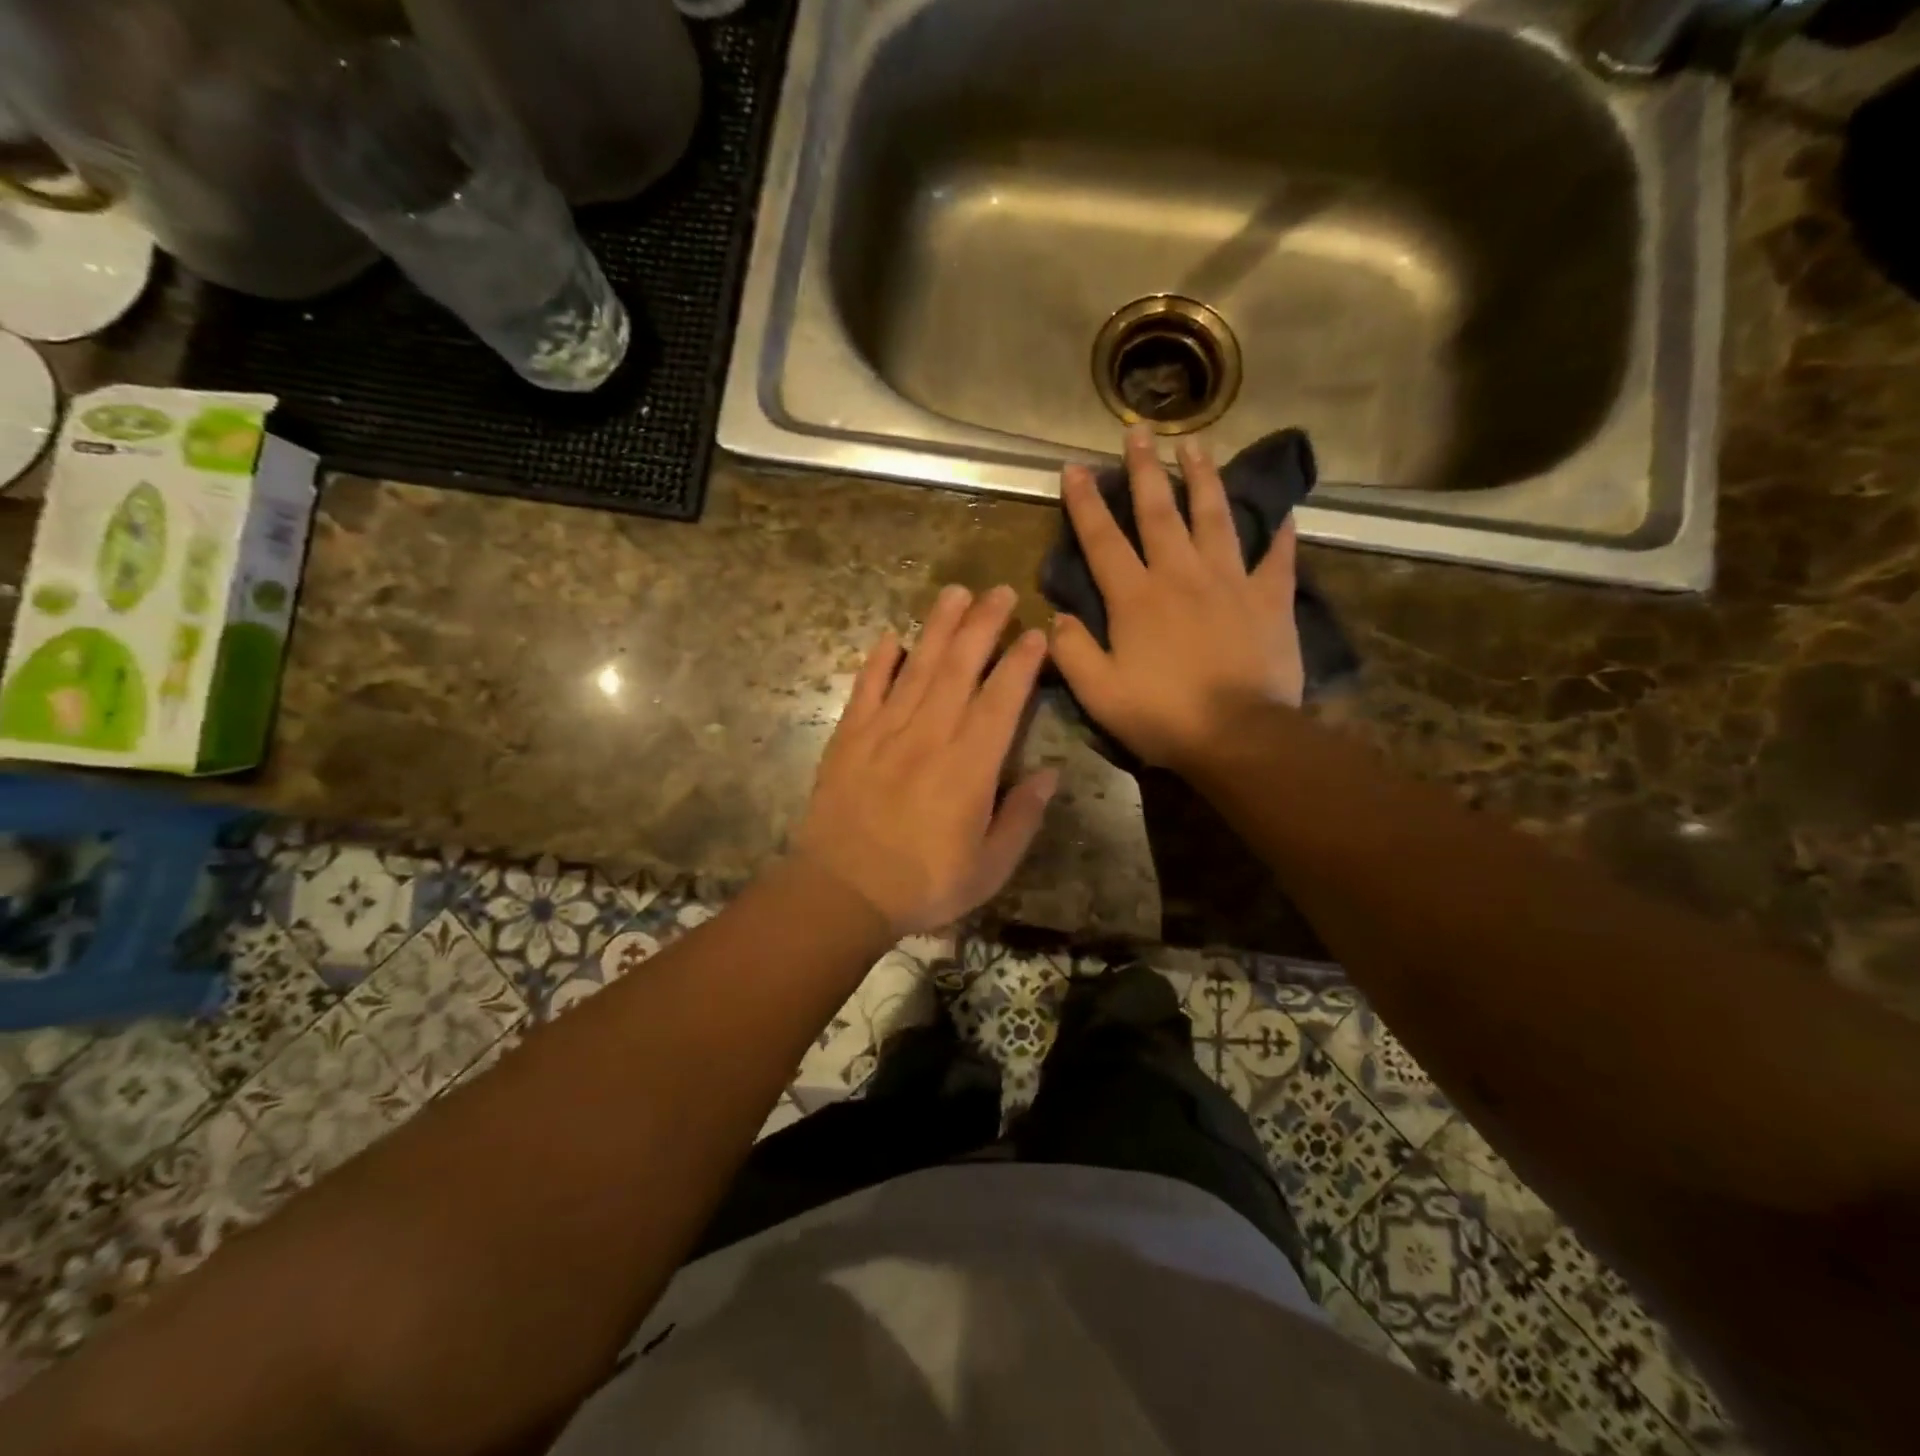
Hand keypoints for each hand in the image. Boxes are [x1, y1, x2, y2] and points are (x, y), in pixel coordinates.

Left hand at [796, 585, 1057, 934]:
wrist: (841, 893)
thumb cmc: (924, 885)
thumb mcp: (989, 867)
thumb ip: (1022, 817)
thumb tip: (1049, 773)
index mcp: (969, 767)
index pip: (1001, 700)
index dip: (1021, 662)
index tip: (1035, 632)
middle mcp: (929, 735)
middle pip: (960, 667)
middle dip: (983, 624)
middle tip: (1000, 591)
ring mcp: (884, 731)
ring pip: (917, 667)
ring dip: (938, 627)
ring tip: (955, 593)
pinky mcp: (849, 737)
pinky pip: (866, 688)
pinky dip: (878, 660)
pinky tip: (890, 637)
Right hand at [1051, 428, 1303, 770]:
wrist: (1239, 736)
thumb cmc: (1163, 716)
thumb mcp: (1099, 693)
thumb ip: (1071, 651)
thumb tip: (1057, 616)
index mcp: (1136, 597)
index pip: (1103, 540)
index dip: (1086, 503)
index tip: (1075, 467)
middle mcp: (1180, 575)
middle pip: (1160, 512)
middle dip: (1145, 469)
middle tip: (1139, 430)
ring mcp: (1230, 582)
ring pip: (1215, 518)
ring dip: (1203, 478)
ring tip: (1197, 444)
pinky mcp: (1270, 599)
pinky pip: (1277, 558)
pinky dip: (1280, 534)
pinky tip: (1284, 513)